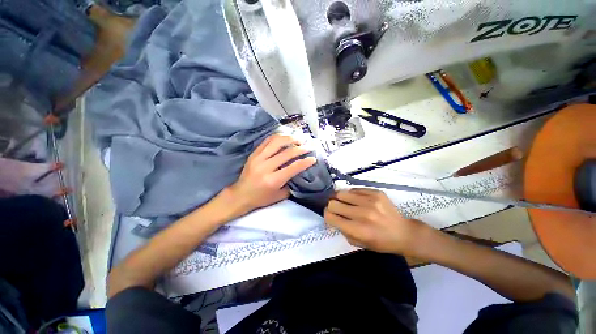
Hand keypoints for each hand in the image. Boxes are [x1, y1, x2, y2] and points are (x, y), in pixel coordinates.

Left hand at [228, 134, 316, 213]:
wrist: (240, 195)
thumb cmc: (261, 198)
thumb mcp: (279, 196)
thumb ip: (290, 184)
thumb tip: (298, 172)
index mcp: (273, 180)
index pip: (293, 167)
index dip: (305, 162)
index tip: (313, 158)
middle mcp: (265, 167)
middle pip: (287, 153)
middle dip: (301, 148)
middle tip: (309, 146)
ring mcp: (258, 158)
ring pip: (276, 142)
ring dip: (290, 139)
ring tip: (298, 139)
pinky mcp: (254, 154)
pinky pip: (267, 141)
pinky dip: (278, 137)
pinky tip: (285, 137)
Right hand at [324, 188, 429, 255]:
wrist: (403, 233)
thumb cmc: (380, 242)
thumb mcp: (358, 243)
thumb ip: (342, 230)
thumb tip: (331, 217)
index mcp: (358, 230)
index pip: (330, 216)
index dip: (326, 215)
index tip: (330, 215)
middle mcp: (363, 214)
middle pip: (333, 203)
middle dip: (331, 206)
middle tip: (336, 208)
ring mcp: (370, 201)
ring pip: (341, 193)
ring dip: (339, 198)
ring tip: (343, 201)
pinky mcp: (376, 193)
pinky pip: (354, 189)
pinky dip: (352, 194)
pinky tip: (356, 199)